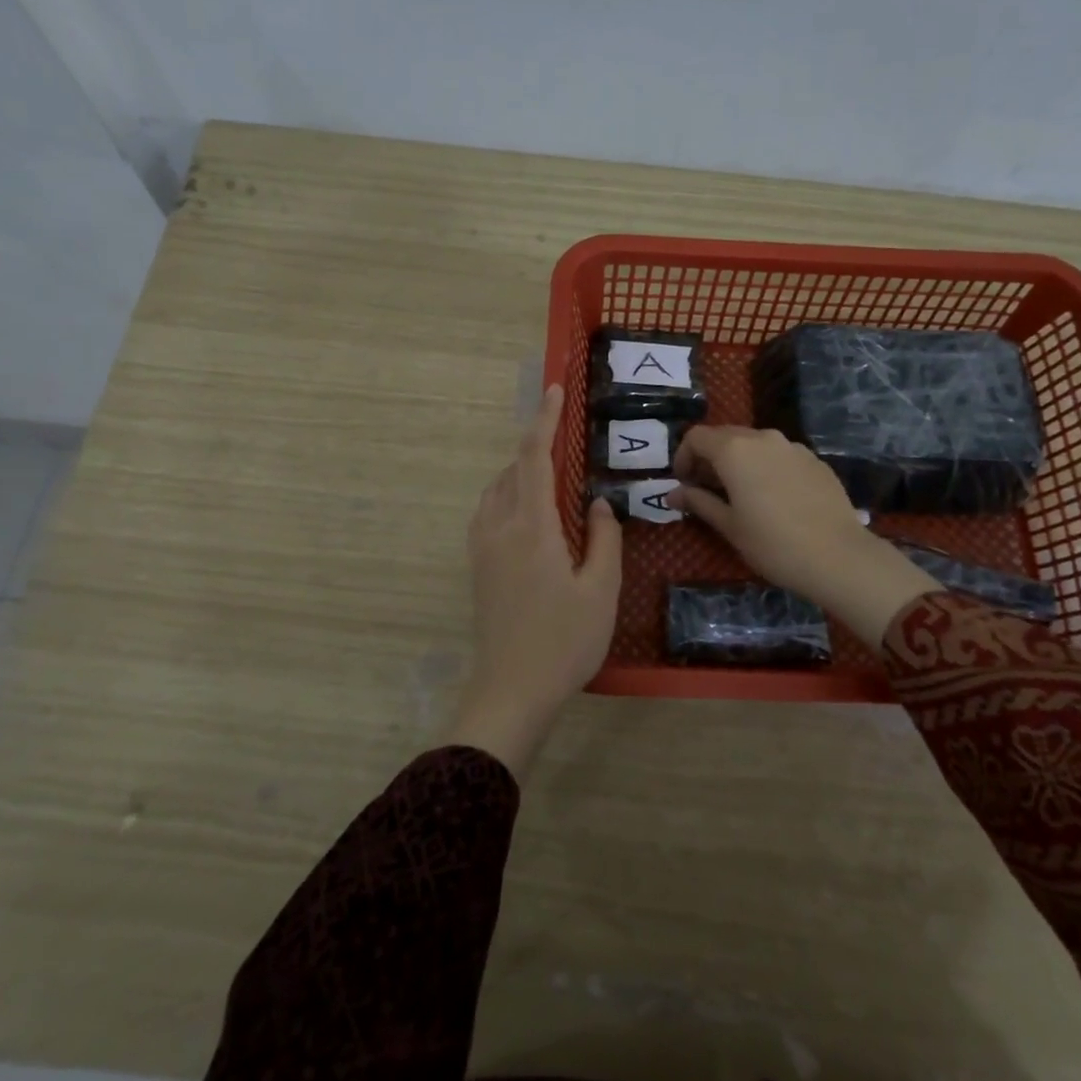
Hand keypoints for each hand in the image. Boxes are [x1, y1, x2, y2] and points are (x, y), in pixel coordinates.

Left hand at [451, 384, 620, 779]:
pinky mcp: (477, 566)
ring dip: (521, 473)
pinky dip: (509, 496)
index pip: (535, 458)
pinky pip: (490, 512)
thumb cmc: (565, 641)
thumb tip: (597, 504)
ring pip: (497, 490)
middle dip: (537, 447)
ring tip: (552, 478)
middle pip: (513, 470)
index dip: (544, 420)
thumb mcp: (600, 589)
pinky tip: (531, 516)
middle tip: (566, 441)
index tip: (554, 389)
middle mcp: (499, 527)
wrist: (511, 690)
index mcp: (532, 527)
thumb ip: (603, 538)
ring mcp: (482, 547)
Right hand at [668, 426, 936, 646]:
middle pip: (725, 436)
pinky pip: (779, 456)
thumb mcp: (729, 526)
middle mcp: (762, 438)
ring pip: (754, 444)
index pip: (696, 437)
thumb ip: (698, 502)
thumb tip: (673, 493)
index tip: (683, 484)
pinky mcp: (814, 460)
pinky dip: (765, 468)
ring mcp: (792, 446)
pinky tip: (773, 499)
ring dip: (738, 462)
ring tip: (739, 495)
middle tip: (705, 490)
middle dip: (709, 458)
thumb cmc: (773, 543)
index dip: (683, 457)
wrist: (839, 557)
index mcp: (734, 450)